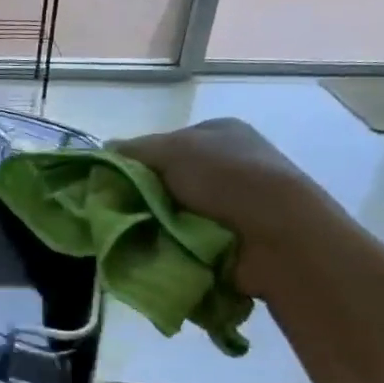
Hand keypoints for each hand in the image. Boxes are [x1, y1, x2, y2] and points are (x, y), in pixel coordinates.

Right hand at [108, 119, 346, 299]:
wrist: (279, 236)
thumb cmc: (227, 178)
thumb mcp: (173, 150)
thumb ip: (134, 150)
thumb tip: (104, 150)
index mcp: (218, 133)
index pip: (162, 145)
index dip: (135, 161)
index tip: (112, 181)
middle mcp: (226, 164)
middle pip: (164, 180)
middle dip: (141, 196)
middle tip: (115, 211)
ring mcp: (231, 203)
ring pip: (171, 211)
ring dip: (153, 223)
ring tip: (132, 234)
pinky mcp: (230, 238)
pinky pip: (185, 239)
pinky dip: (170, 245)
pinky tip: (156, 249)